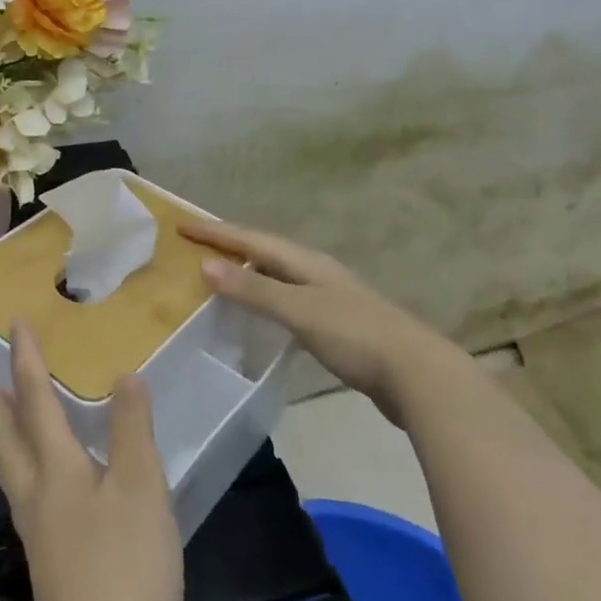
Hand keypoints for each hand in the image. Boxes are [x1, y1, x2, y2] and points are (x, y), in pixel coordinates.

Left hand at [0, 323, 182, 600]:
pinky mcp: (54, 569)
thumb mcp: (139, 487)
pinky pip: (32, 500)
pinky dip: (29, 474)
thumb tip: (125, 374)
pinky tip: (49, 489)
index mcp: (56, 471)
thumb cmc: (124, 568)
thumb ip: (131, 428)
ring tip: (1, 424)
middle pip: (9, 442)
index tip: (15, 324)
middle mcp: (39, 497)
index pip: (36, 401)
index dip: (26, 360)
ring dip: (6, 440)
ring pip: (15, 473)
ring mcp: (42, 537)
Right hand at [182, 220, 445, 423]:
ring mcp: (330, 297)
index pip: (252, 238)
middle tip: (198, 245)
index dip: (216, 233)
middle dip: (231, 245)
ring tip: (222, 275)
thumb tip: (205, 264)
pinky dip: (266, 298)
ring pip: (278, 274)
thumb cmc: (355, 335)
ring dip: (248, 270)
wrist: (418, 375)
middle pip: (265, 250)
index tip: (182, 225)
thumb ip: (254, 289)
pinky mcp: (338, 324)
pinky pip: (289, 299)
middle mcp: (316, 271)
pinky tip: (262, 316)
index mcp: (306, 262)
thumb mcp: (299, 310)